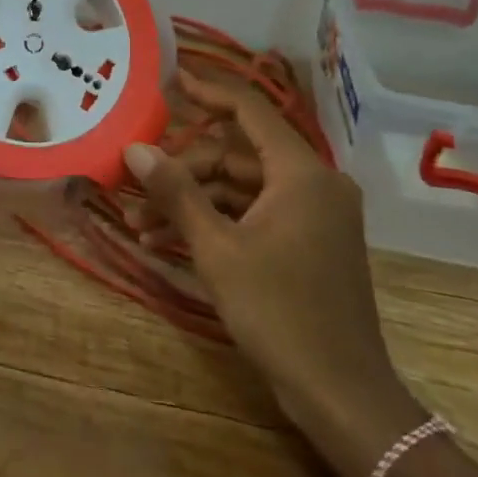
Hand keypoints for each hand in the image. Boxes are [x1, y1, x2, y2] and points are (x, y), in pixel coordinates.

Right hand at [124, 71, 426, 476]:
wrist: (342, 395)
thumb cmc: (279, 313)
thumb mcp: (217, 250)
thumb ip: (176, 193)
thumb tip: (135, 149)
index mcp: (301, 172)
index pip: (250, 110)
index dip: (208, 91)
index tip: (170, 81)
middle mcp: (314, 182)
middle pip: (237, 155)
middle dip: (184, 170)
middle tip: (136, 184)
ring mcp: (314, 214)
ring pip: (242, 188)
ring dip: (193, 201)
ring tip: (140, 223)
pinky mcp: (309, 241)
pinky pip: (256, 214)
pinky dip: (217, 222)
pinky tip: (169, 241)